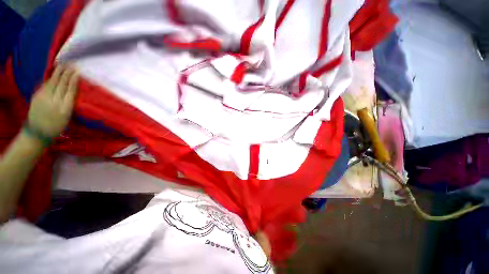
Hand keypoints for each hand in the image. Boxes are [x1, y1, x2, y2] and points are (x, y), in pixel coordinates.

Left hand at [28, 65, 77, 137]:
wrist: (37, 133)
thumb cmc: (56, 127)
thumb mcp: (66, 118)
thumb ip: (68, 104)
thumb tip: (71, 92)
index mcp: (64, 108)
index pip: (70, 90)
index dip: (73, 80)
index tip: (77, 72)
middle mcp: (54, 101)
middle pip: (61, 84)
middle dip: (66, 74)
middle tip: (71, 65)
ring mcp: (43, 98)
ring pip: (52, 83)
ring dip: (58, 73)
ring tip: (62, 65)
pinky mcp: (36, 97)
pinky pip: (45, 85)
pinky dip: (50, 79)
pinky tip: (53, 74)